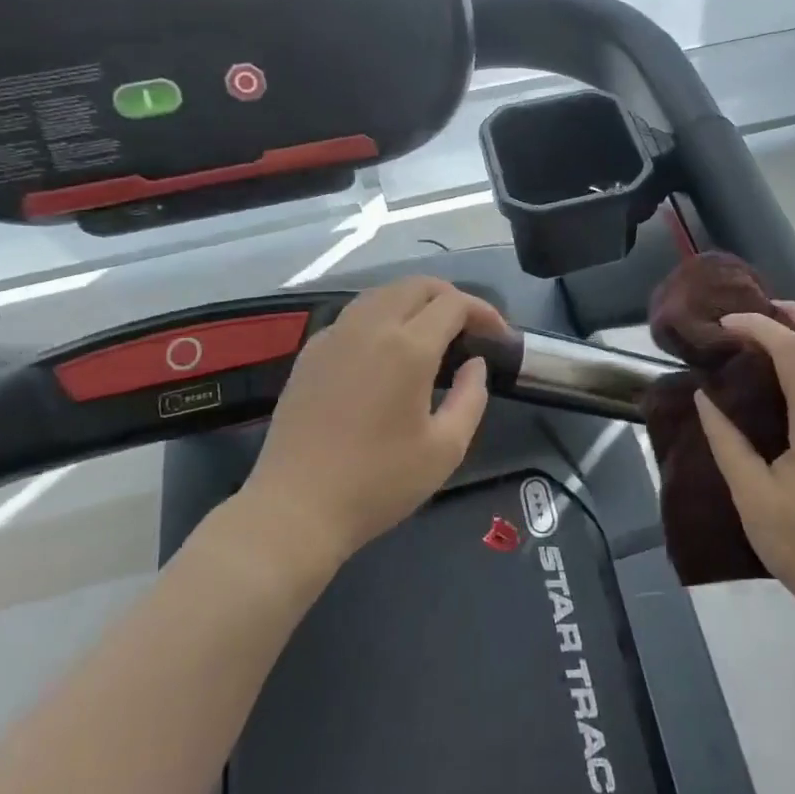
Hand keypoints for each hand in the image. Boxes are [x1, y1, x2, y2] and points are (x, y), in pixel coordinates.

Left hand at [234, 278, 506, 572]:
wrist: (295, 508)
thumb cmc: (378, 482)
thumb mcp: (445, 449)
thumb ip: (471, 398)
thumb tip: (474, 364)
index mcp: (408, 347)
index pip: (454, 304)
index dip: (483, 312)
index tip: (498, 336)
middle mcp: (370, 327)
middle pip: (417, 285)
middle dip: (450, 297)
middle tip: (469, 328)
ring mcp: (335, 335)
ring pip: (383, 293)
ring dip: (415, 300)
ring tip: (431, 331)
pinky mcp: (311, 351)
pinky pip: (355, 314)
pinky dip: (383, 315)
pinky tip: (387, 349)